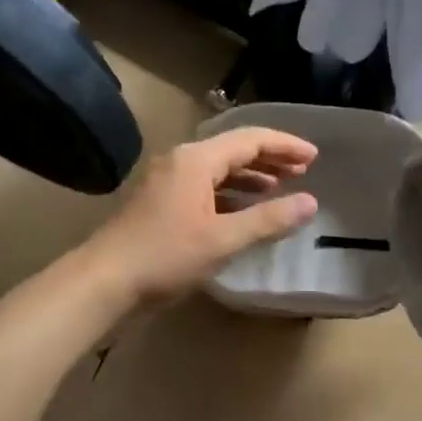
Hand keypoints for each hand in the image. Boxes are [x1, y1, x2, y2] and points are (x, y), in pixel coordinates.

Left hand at [84, 127, 319, 301]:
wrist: (106, 281)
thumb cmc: (166, 257)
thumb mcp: (223, 239)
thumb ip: (268, 220)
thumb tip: (310, 203)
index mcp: (196, 159)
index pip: (250, 139)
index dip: (285, 145)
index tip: (315, 157)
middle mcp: (181, 161)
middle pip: (233, 149)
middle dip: (270, 158)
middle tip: (303, 170)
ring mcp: (168, 182)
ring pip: (218, 169)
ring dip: (250, 176)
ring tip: (279, 188)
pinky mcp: (161, 203)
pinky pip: (205, 187)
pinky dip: (230, 194)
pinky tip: (244, 210)